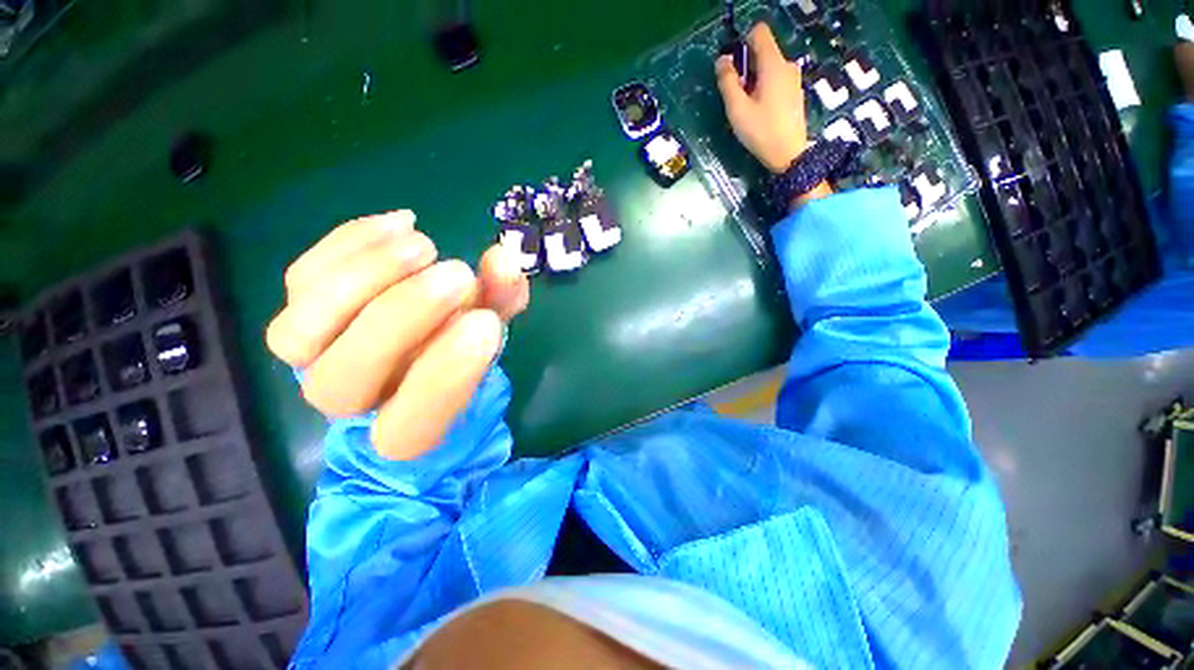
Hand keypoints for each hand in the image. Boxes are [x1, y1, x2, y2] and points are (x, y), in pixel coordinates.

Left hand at [266, 210, 529, 459]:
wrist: (411, 350)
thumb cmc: (460, 349)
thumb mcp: (492, 330)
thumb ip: (502, 302)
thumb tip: (504, 257)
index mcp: (407, 426)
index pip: (409, 424)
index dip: (446, 375)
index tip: (486, 322)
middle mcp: (350, 403)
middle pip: (342, 381)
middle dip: (403, 318)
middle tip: (460, 274)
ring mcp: (312, 359)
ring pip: (300, 332)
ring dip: (366, 277)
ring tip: (425, 244)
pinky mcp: (297, 311)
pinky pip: (301, 278)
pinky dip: (350, 244)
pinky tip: (402, 223)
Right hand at [715, 23, 809, 174]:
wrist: (788, 154)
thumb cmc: (761, 131)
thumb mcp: (737, 109)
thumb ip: (728, 81)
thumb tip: (722, 60)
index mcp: (773, 64)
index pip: (759, 32)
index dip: (742, 43)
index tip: (734, 68)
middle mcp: (786, 65)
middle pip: (762, 52)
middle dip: (746, 67)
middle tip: (737, 96)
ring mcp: (793, 79)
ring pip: (768, 68)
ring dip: (754, 80)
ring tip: (747, 108)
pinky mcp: (794, 92)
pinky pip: (775, 80)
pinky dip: (764, 88)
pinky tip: (760, 112)